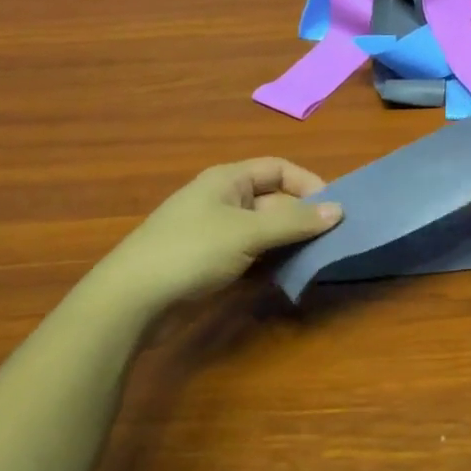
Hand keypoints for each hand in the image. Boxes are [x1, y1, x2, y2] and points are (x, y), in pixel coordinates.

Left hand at [104, 158, 342, 305]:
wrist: (132, 301)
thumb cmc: (190, 252)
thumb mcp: (247, 232)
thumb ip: (294, 221)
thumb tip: (339, 210)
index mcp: (228, 180)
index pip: (279, 169)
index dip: (309, 183)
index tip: (335, 208)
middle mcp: (224, 201)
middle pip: (275, 201)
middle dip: (303, 218)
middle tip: (333, 240)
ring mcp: (217, 234)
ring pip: (266, 231)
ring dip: (291, 243)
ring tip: (319, 258)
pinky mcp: (213, 264)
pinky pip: (253, 255)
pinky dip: (273, 263)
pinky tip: (290, 276)